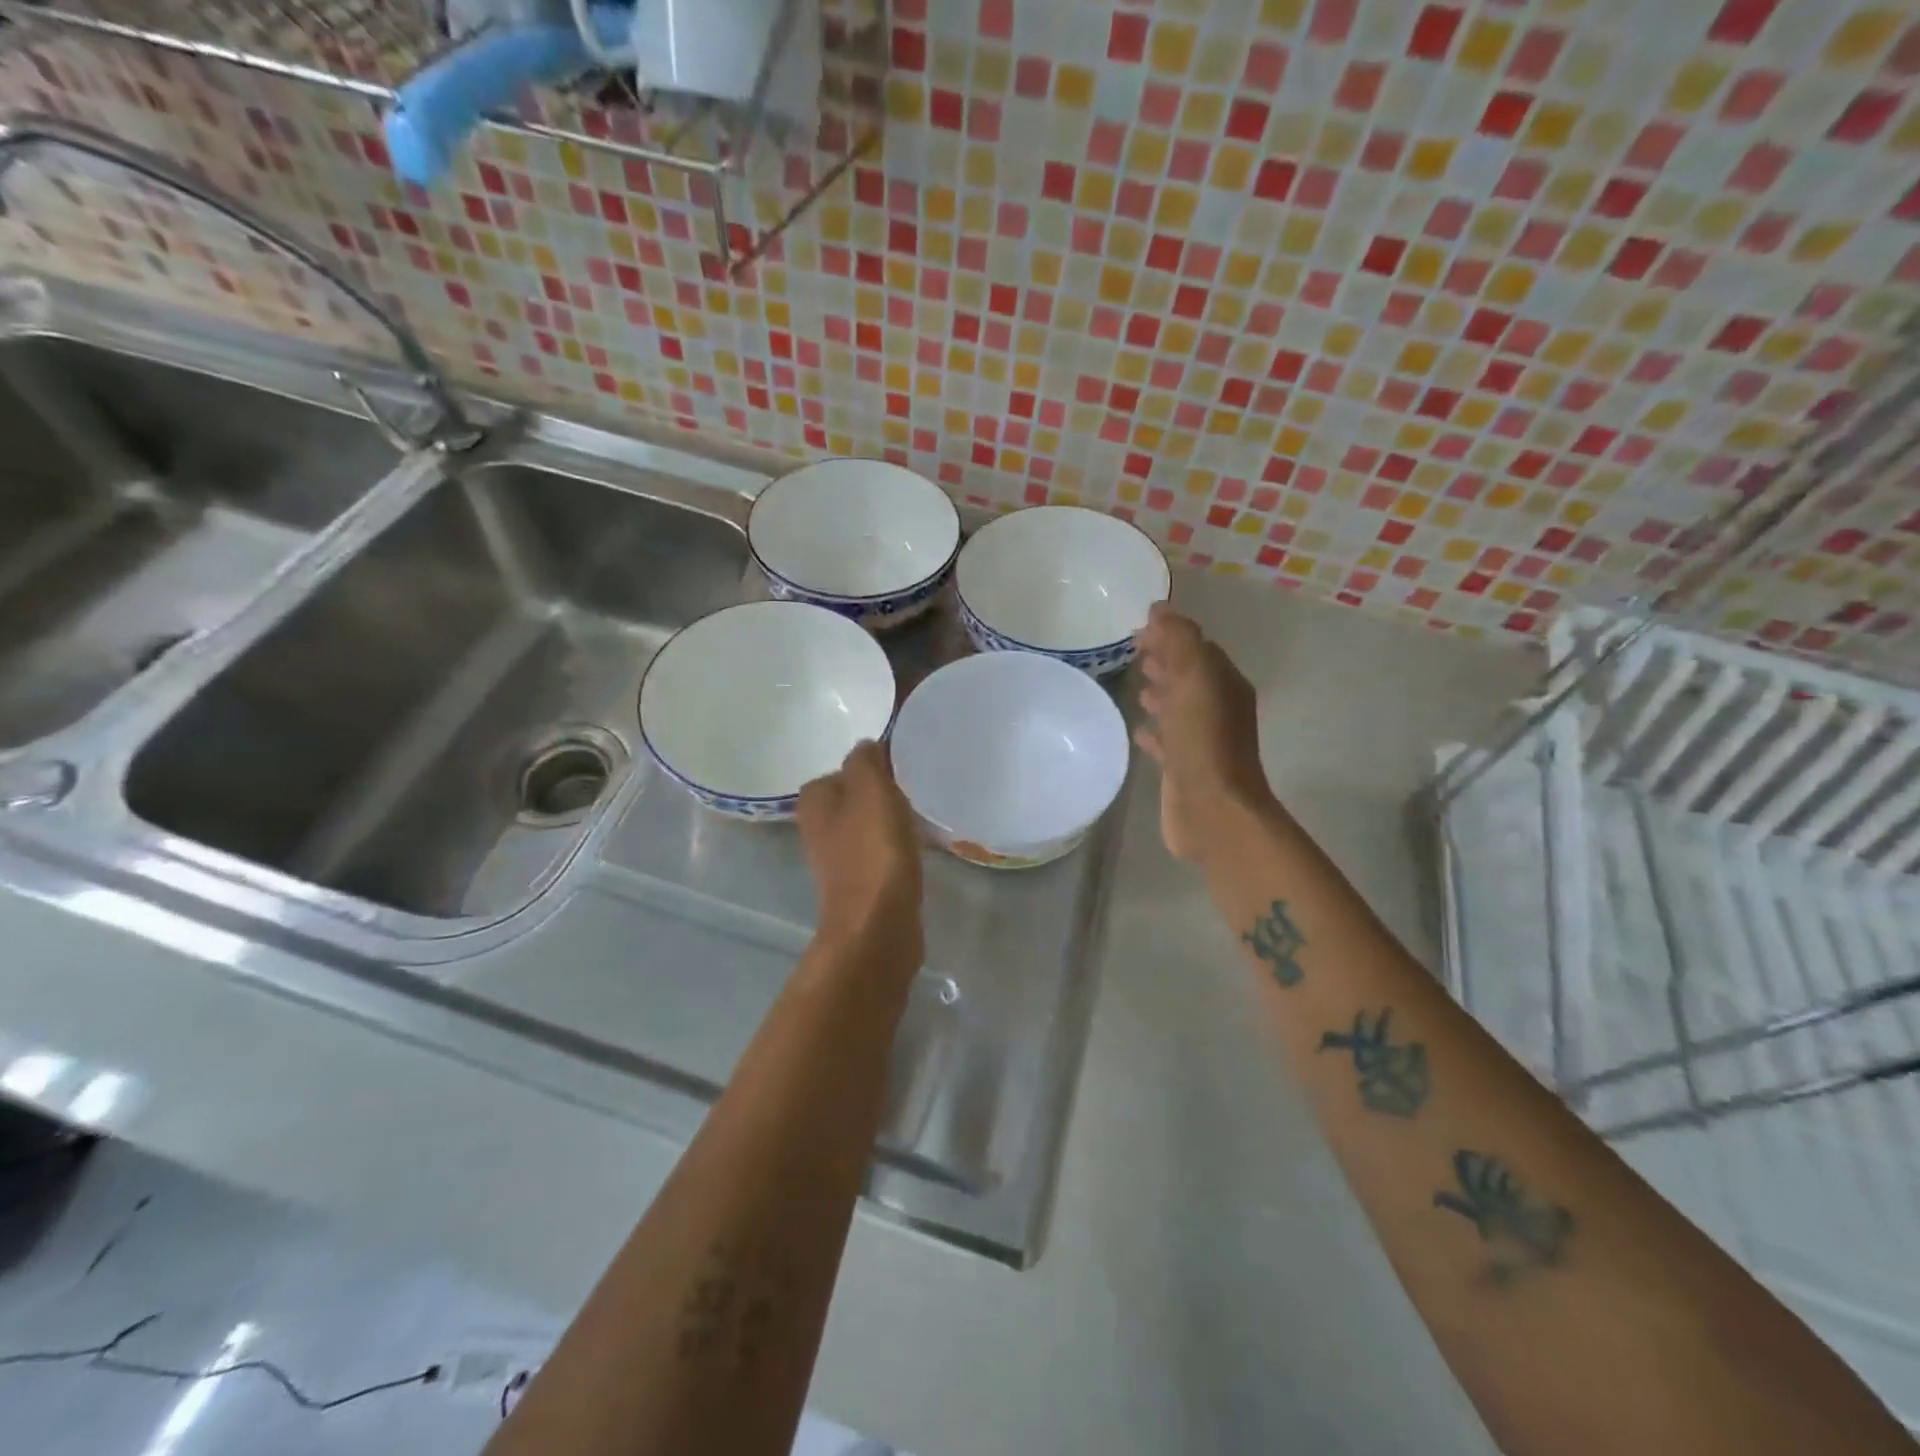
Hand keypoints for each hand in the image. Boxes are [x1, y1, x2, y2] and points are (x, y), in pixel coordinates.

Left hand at [797, 740, 924, 961]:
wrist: (876, 928)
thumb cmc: (872, 853)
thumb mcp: (871, 791)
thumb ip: (866, 761)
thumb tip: (866, 746)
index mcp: (814, 802)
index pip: (842, 769)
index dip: (871, 766)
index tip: (901, 768)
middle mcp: (818, 829)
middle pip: (854, 798)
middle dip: (881, 793)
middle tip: (913, 789)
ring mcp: (838, 860)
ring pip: (867, 826)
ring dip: (889, 821)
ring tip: (919, 816)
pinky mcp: (861, 885)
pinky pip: (879, 853)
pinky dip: (896, 848)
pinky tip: (918, 849)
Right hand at [1133, 603, 1275, 860]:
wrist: (1213, 811)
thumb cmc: (1204, 741)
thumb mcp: (1194, 679)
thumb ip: (1179, 640)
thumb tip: (1161, 608)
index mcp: (1224, 684)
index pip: (1197, 648)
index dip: (1170, 635)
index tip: (1139, 627)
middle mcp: (1217, 709)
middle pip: (1188, 675)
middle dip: (1164, 660)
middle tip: (1133, 649)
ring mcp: (1201, 741)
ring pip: (1178, 707)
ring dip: (1160, 693)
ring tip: (1136, 684)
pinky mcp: (1183, 768)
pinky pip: (1166, 741)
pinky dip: (1154, 731)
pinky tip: (1138, 729)